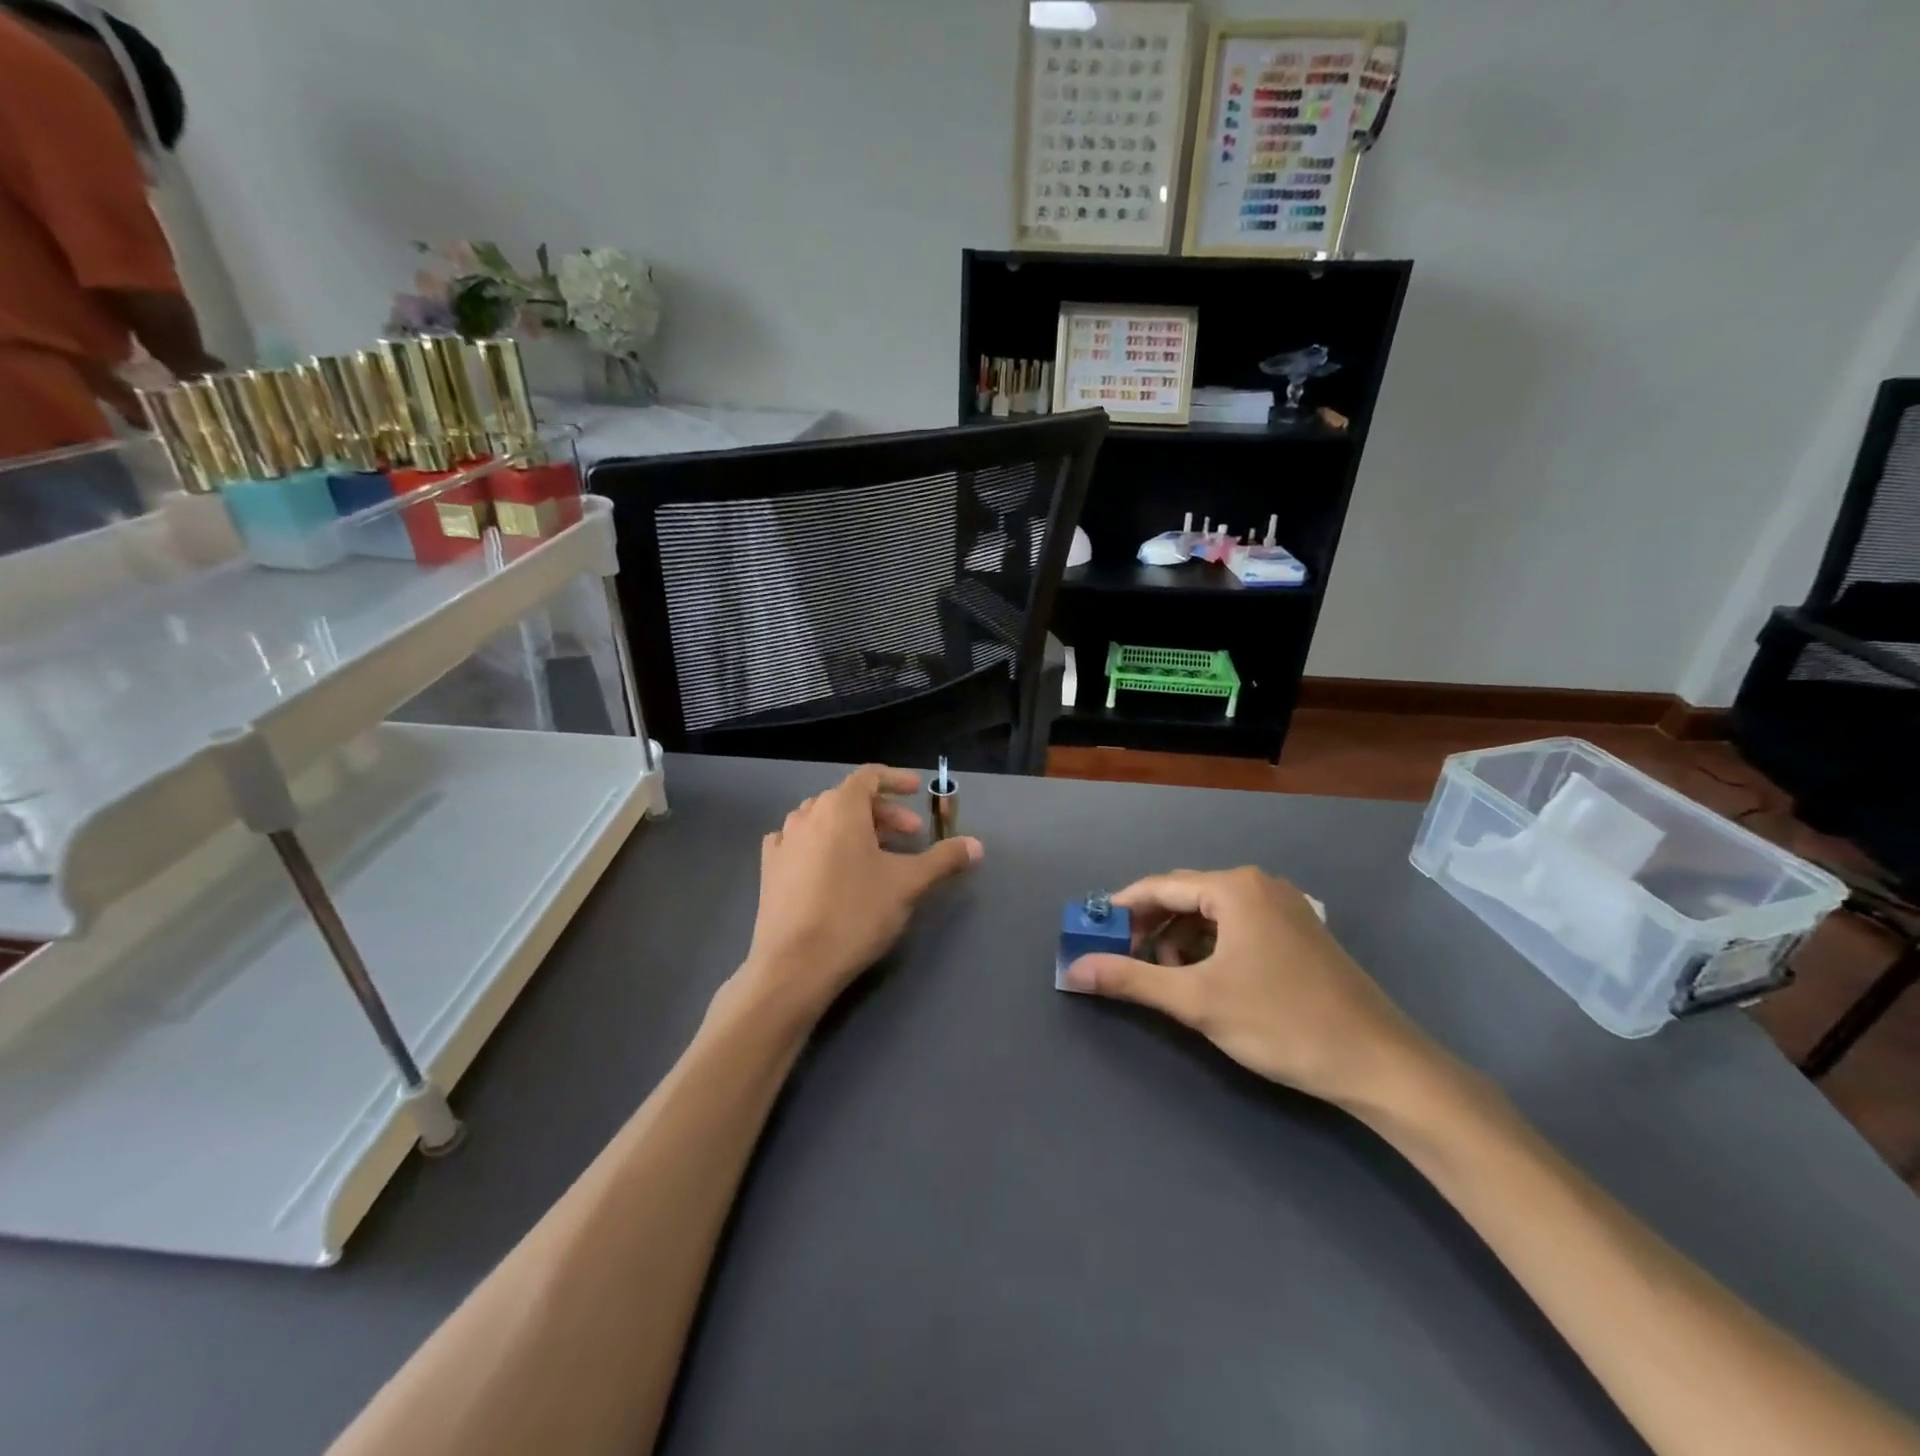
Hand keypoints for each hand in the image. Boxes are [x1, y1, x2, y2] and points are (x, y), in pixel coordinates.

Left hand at [735, 765, 981, 1025]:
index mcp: (840, 807)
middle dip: (884, 813)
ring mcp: (783, 841)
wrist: (795, 964)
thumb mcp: (908, 884)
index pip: (870, 776)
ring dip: (853, 829)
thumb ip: (944, 859)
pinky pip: (799, 842)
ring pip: (824, 820)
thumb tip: (976, 845)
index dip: (896, 780)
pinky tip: (831, 867)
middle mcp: (808, 814)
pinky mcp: (769, 869)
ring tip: (875, 854)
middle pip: (850, 799)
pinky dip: (821, 844)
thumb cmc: (856, 913)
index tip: (918, 791)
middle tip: (911, 837)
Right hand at [1063, 867, 1441, 1109]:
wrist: (1381, 1064)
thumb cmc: (1281, 1022)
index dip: (1120, 909)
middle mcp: (1259, 885)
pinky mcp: (1300, 934)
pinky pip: (1238, 928)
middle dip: (1150, 927)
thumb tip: (1073, 969)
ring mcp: (1285, 908)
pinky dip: (1211, 948)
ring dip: (1180, 940)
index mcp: (1235, 887)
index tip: (1090, 933)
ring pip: (1212, 914)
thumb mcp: (1196, 1000)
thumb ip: (1131, 978)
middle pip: (1185, 897)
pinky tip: (1207, 980)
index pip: (1159, 886)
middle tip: (1125, 961)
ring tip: (1168, 979)